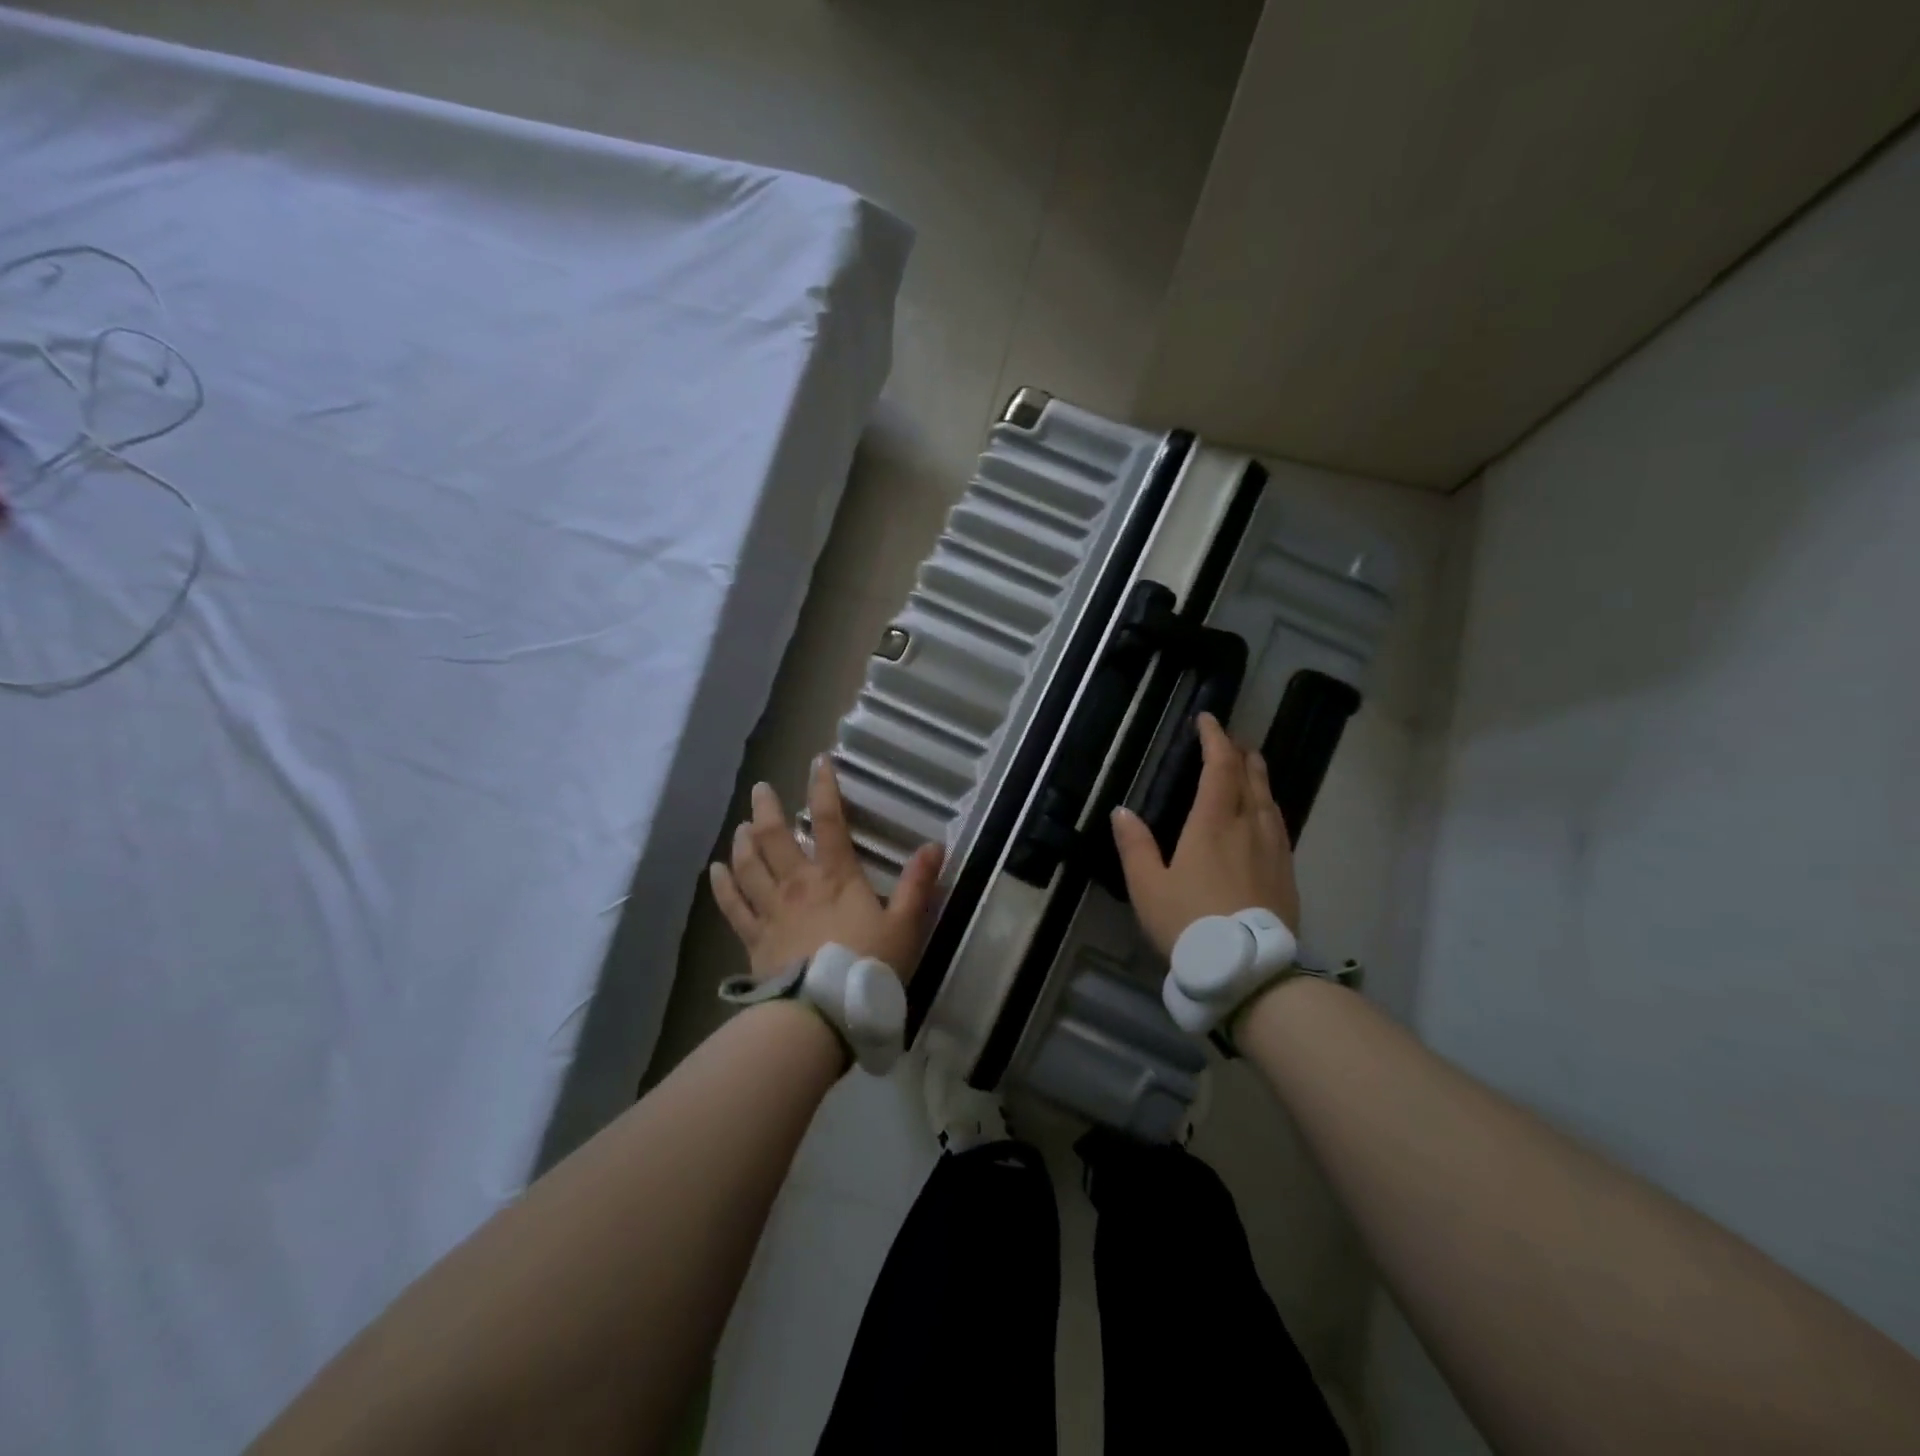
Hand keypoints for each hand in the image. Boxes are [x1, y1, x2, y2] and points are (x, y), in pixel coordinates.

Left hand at [709, 756, 943, 979]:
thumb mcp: (905, 925)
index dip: (823, 788)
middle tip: (760, 789)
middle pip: (775, 837)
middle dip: (767, 809)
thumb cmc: (869, 966)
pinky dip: (723, 886)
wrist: (823, 1013)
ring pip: (749, 866)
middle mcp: (797, 884)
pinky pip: (733, 906)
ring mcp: (771, 911)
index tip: (817, 761)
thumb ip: (917, 884)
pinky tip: (715, 871)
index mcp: (835, 876)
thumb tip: (935, 845)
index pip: (829, 821)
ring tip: (741, 826)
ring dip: (743, 841)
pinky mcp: (754, 939)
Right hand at [1110, 712, 1299, 957]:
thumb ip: (1135, 846)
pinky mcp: (1287, 873)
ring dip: (1259, 777)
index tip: (1207, 720)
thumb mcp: (1148, 887)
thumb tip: (1122, 811)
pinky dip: (1270, 808)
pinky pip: (1280, 826)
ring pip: (1270, 801)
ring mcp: (1273, 850)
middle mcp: (1248, 827)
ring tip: (1251, 768)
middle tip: (1232, 741)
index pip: (1219, 767)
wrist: (1248, 970)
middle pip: (1251, 778)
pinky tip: (1267, 817)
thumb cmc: (1189, 923)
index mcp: (1213, 823)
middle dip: (1241, 754)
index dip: (1214, 739)